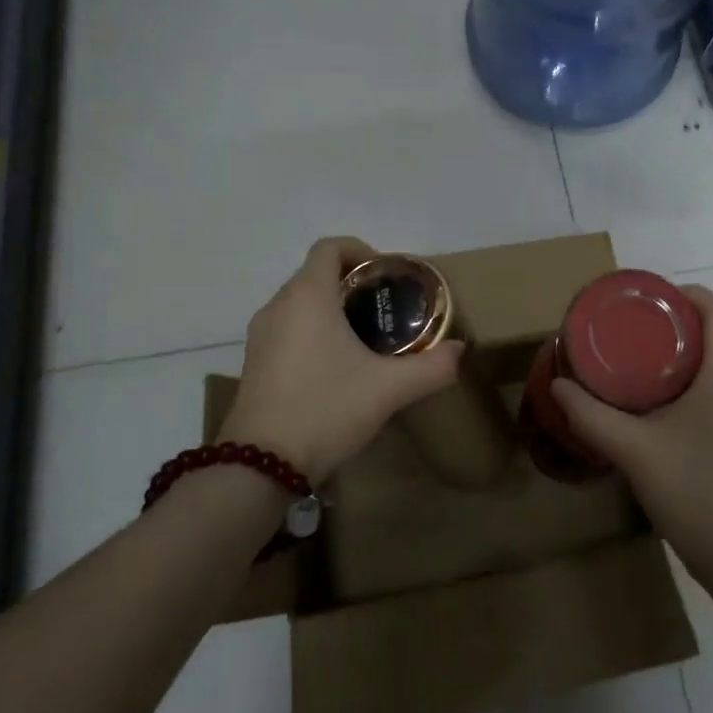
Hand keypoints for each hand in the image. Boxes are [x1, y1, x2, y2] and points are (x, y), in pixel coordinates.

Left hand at [223, 237, 462, 484]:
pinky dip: (313, 331)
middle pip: (316, 273)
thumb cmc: (326, 409)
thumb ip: (431, 367)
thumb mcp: (389, 389)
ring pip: (300, 302)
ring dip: (331, 307)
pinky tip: (336, 367)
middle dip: (351, 283)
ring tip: (365, 337)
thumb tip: (459, 350)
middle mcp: (279, 306)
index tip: (385, 277)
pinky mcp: (254, 362)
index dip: (360, 250)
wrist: (260, 465)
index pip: (330, 247)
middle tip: (385, 309)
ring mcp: (260, 335)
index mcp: (308, 296)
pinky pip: (288, 328)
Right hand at [551, 285, 712, 588]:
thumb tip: (557, 384)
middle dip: (679, 329)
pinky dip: (705, 387)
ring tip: (645, 370)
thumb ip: (591, 415)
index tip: (649, 301)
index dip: (686, 295)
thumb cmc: (695, 494)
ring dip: (691, 360)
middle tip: (634, 336)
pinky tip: (671, 412)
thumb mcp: (633, 451)